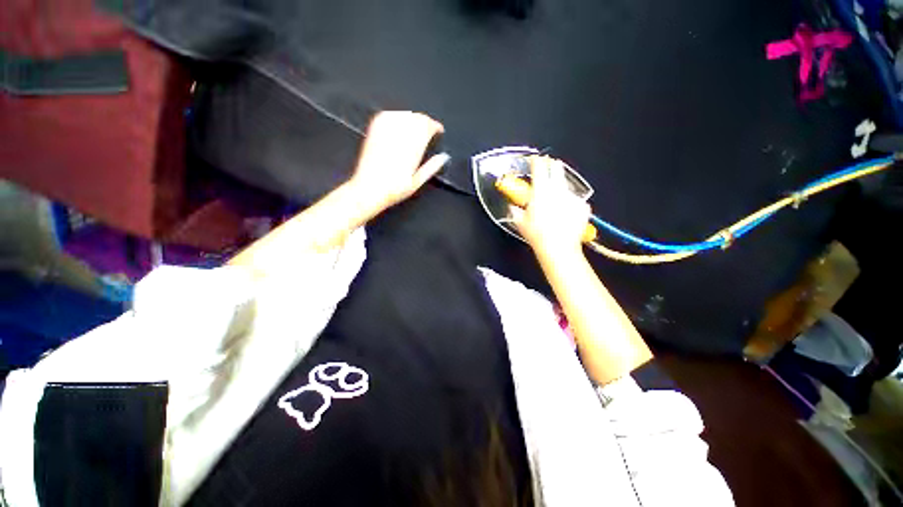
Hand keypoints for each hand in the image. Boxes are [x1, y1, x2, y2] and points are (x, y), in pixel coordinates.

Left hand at [348, 111, 448, 214]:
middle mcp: (400, 136)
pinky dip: (397, 116)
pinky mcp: (374, 131)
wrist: (368, 189)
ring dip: (413, 118)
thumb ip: (432, 167)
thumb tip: (444, 157)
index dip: (435, 126)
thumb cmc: (394, 189)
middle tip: (429, 130)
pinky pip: (387, 115)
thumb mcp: (417, 182)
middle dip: (426, 122)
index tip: (439, 131)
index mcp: (413, 147)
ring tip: (416, 127)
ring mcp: (385, 132)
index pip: (428, 126)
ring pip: (404, 114)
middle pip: (417, 118)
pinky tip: (399, 123)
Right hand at [512, 156, 590, 258]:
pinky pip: (575, 201)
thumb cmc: (537, 234)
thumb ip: (515, 211)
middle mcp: (557, 190)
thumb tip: (513, 207)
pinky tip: (566, 213)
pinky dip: (570, 203)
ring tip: (556, 200)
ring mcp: (572, 197)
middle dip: (553, 165)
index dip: (536, 161)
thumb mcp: (520, 223)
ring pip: (565, 186)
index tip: (535, 159)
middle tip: (550, 166)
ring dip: (560, 188)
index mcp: (541, 191)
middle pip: (557, 169)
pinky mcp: (582, 206)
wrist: (558, 247)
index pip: (539, 169)